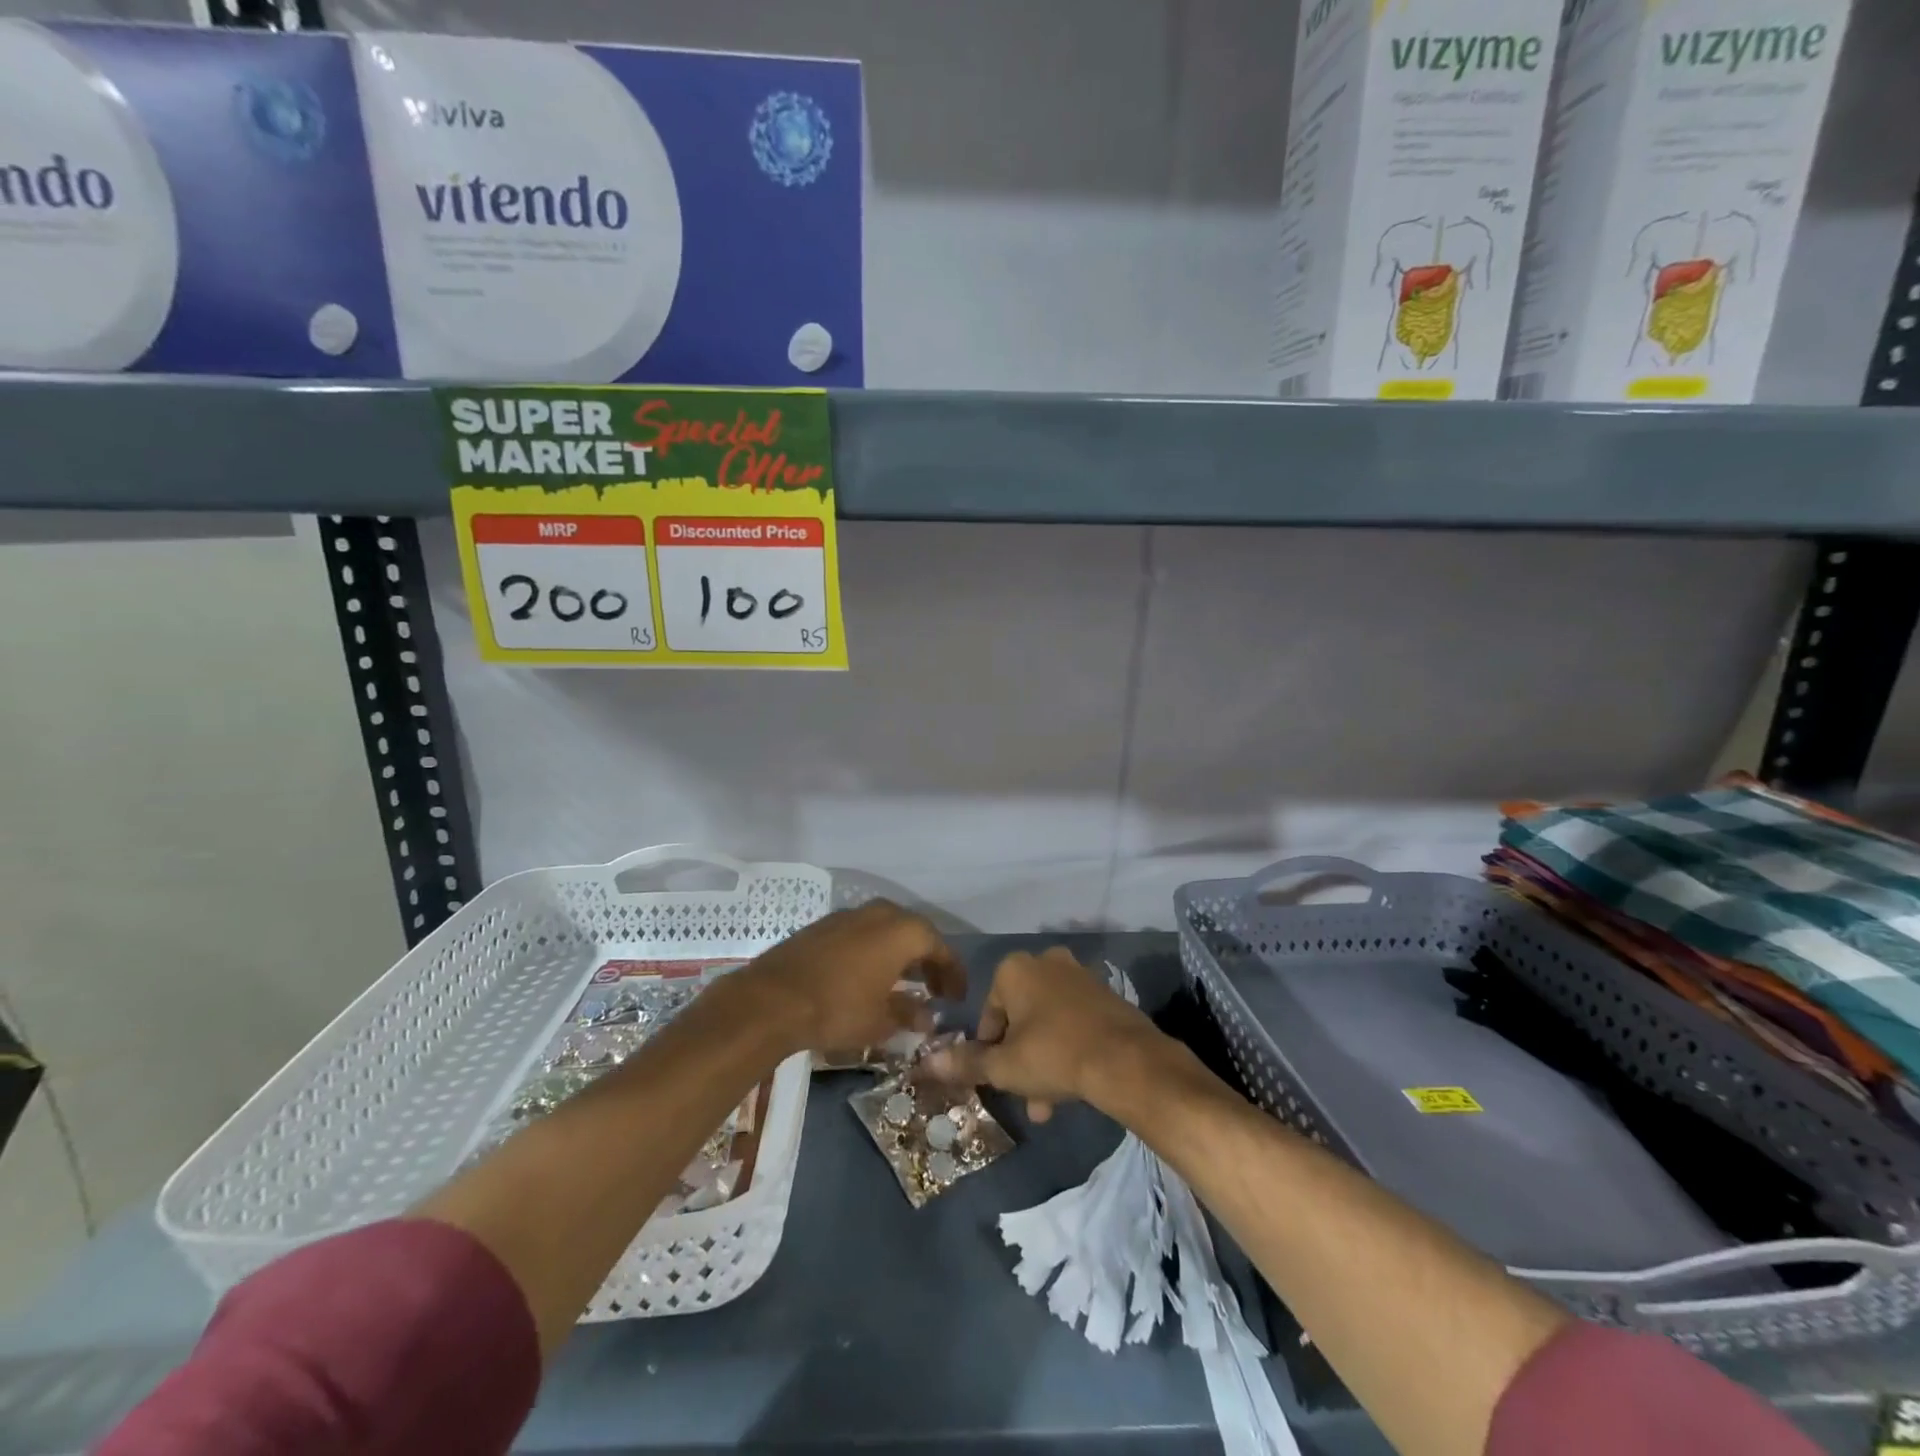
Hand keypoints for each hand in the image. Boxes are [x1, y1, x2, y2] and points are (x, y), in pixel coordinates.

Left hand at [739, 900, 963, 1054]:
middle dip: (927, 960)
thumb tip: (928, 1017)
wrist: (773, 998)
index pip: (940, 948)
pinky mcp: (824, 925)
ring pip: (886, 930)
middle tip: (934, 988)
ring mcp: (849, 915)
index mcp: (903, 931)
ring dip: (900, 954)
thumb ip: (910, 1014)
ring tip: (904, 983)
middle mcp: (880, 913)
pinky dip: (874, 951)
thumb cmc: (839, 1008)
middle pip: (914, 933)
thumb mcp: (881, 1020)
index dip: (953, 973)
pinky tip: (869, 976)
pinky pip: (862, 934)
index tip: (957, 996)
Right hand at [924, 947, 1162, 1121]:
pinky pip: (1074, 1021)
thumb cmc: (1054, 1055)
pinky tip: (1072, 1086)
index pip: (988, 1012)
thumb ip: (966, 1062)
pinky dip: (1067, 1048)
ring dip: (1041, 1060)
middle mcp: (1046, 961)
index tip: (997, 1076)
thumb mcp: (1004, 1066)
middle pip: (1020, 1017)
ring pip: (1047, 1022)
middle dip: (1018, 1059)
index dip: (988, 1048)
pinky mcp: (1105, 993)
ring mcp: (1079, 975)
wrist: (1126, 1060)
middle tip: (1022, 1094)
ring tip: (1047, 1106)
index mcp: (1015, 969)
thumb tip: (927, 1061)